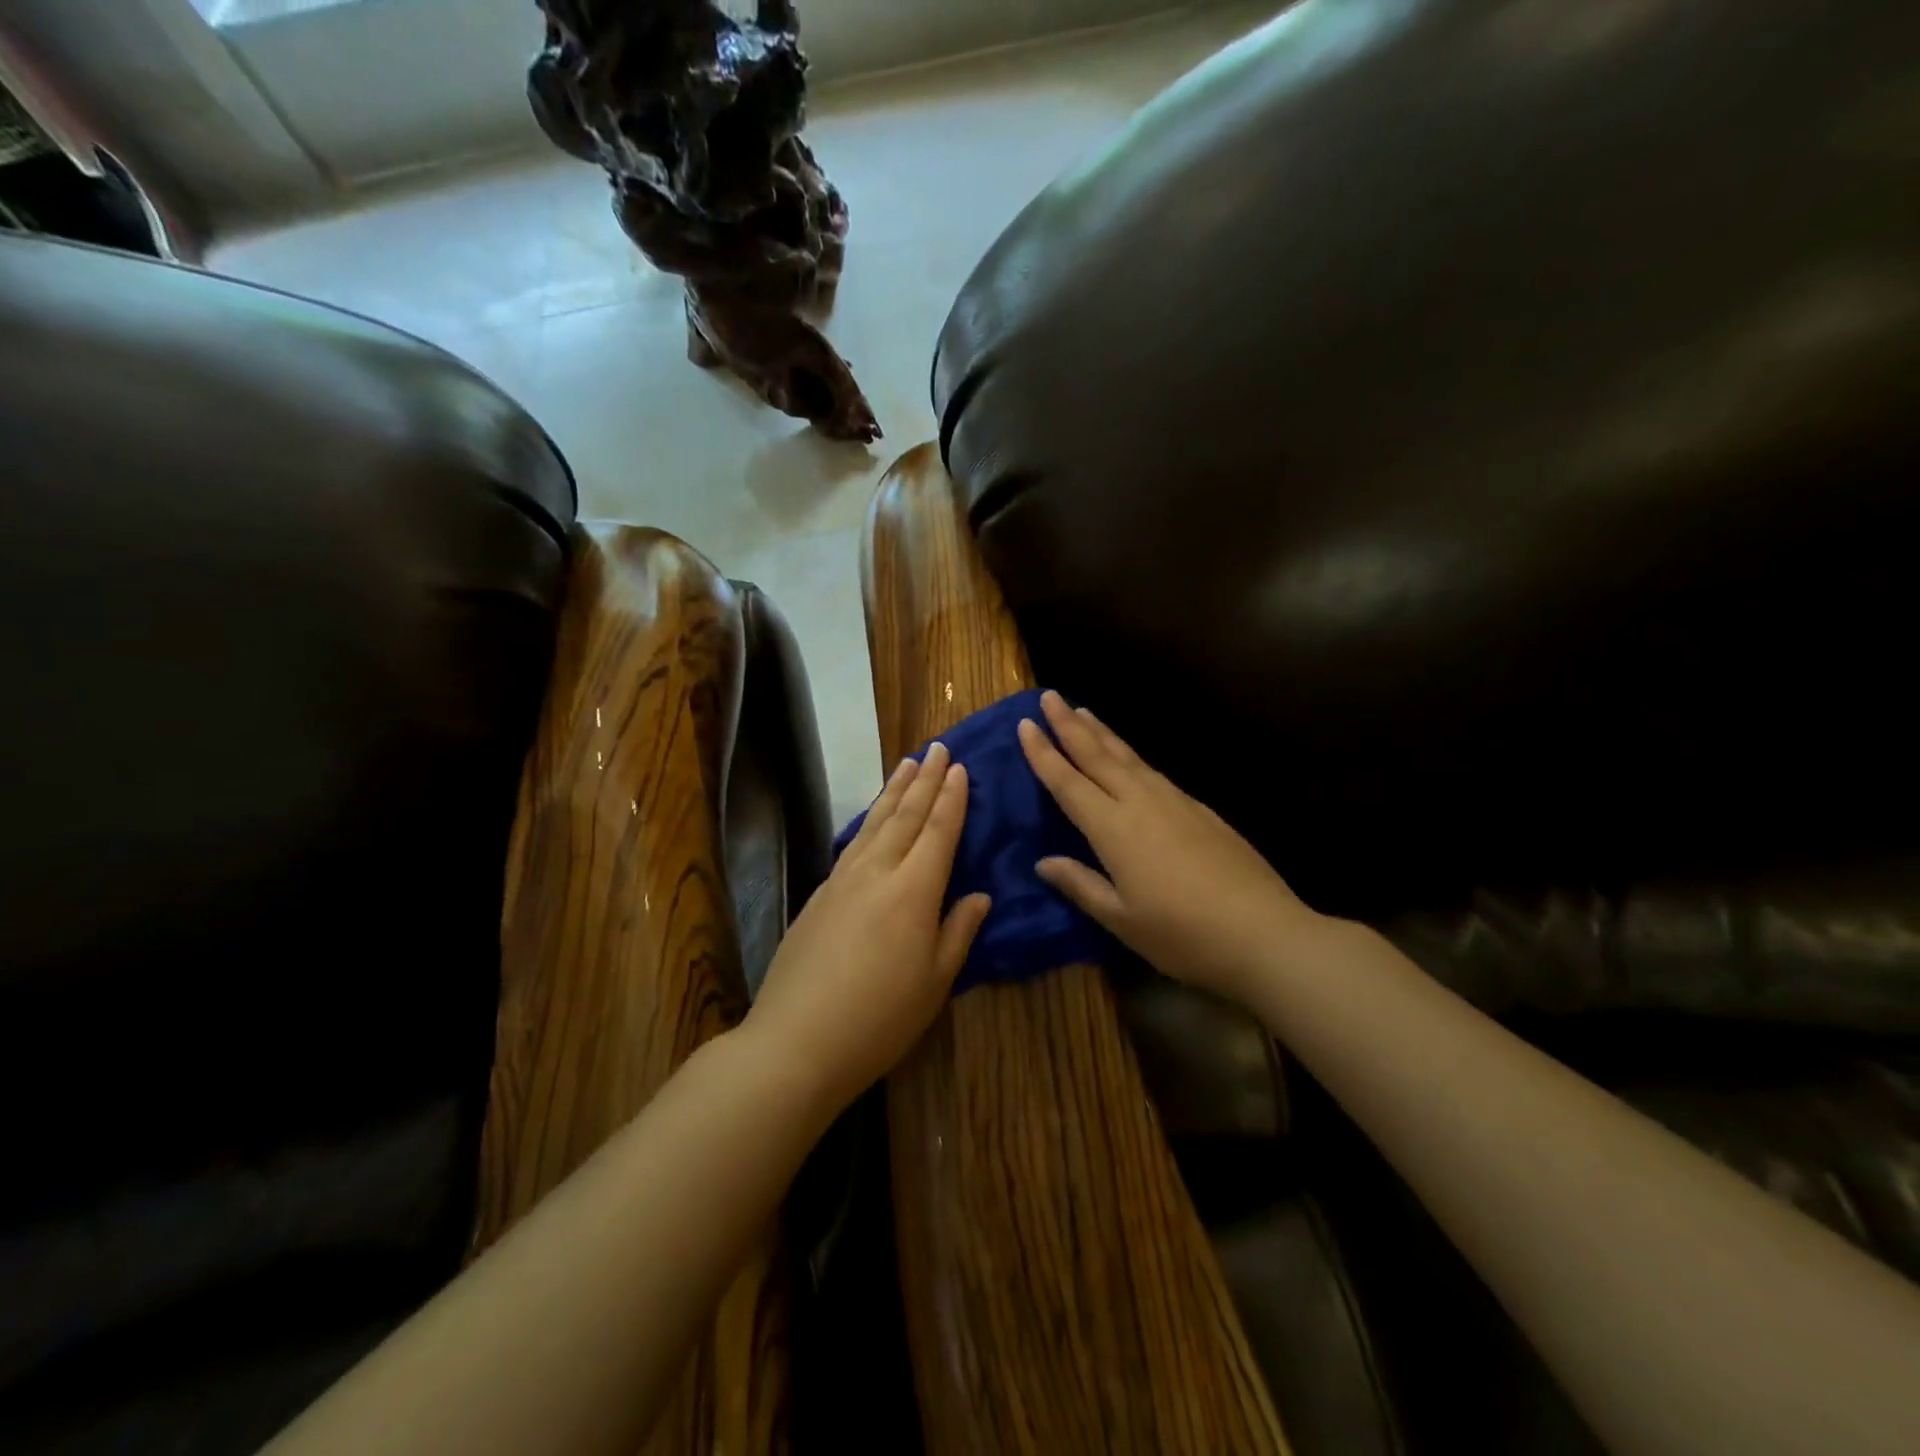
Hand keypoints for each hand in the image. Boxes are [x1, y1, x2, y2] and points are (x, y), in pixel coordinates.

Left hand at [744, 742, 989, 1114]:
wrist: (797, 1040)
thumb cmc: (880, 1017)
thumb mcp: (935, 982)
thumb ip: (958, 931)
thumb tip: (979, 895)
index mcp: (914, 890)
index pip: (938, 831)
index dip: (952, 799)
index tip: (960, 768)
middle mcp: (878, 872)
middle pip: (906, 816)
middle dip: (925, 780)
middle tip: (938, 748)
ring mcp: (843, 880)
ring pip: (874, 823)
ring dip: (894, 791)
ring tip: (907, 763)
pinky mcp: (820, 894)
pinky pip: (853, 843)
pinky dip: (868, 820)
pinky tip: (872, 818)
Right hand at [1017, 691, 1322, 1005]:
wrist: (1263, 932)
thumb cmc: (1182, 934)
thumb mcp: (1121, 919)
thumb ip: (1080, 885)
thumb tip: (1044, 862)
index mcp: (1113, 829)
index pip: (1068, 782)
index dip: (1043, 753)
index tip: (1025, 724)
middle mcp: (1140, 802)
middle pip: (1097, 755)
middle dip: (1069, 724)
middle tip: (1048, 697)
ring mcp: (1174, 801)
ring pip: (1128, 756)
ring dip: (1101, 732)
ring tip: (1083, 711)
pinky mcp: (1199, 808)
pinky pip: (1152, 770)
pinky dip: (1130, 755)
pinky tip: (1128, 758)